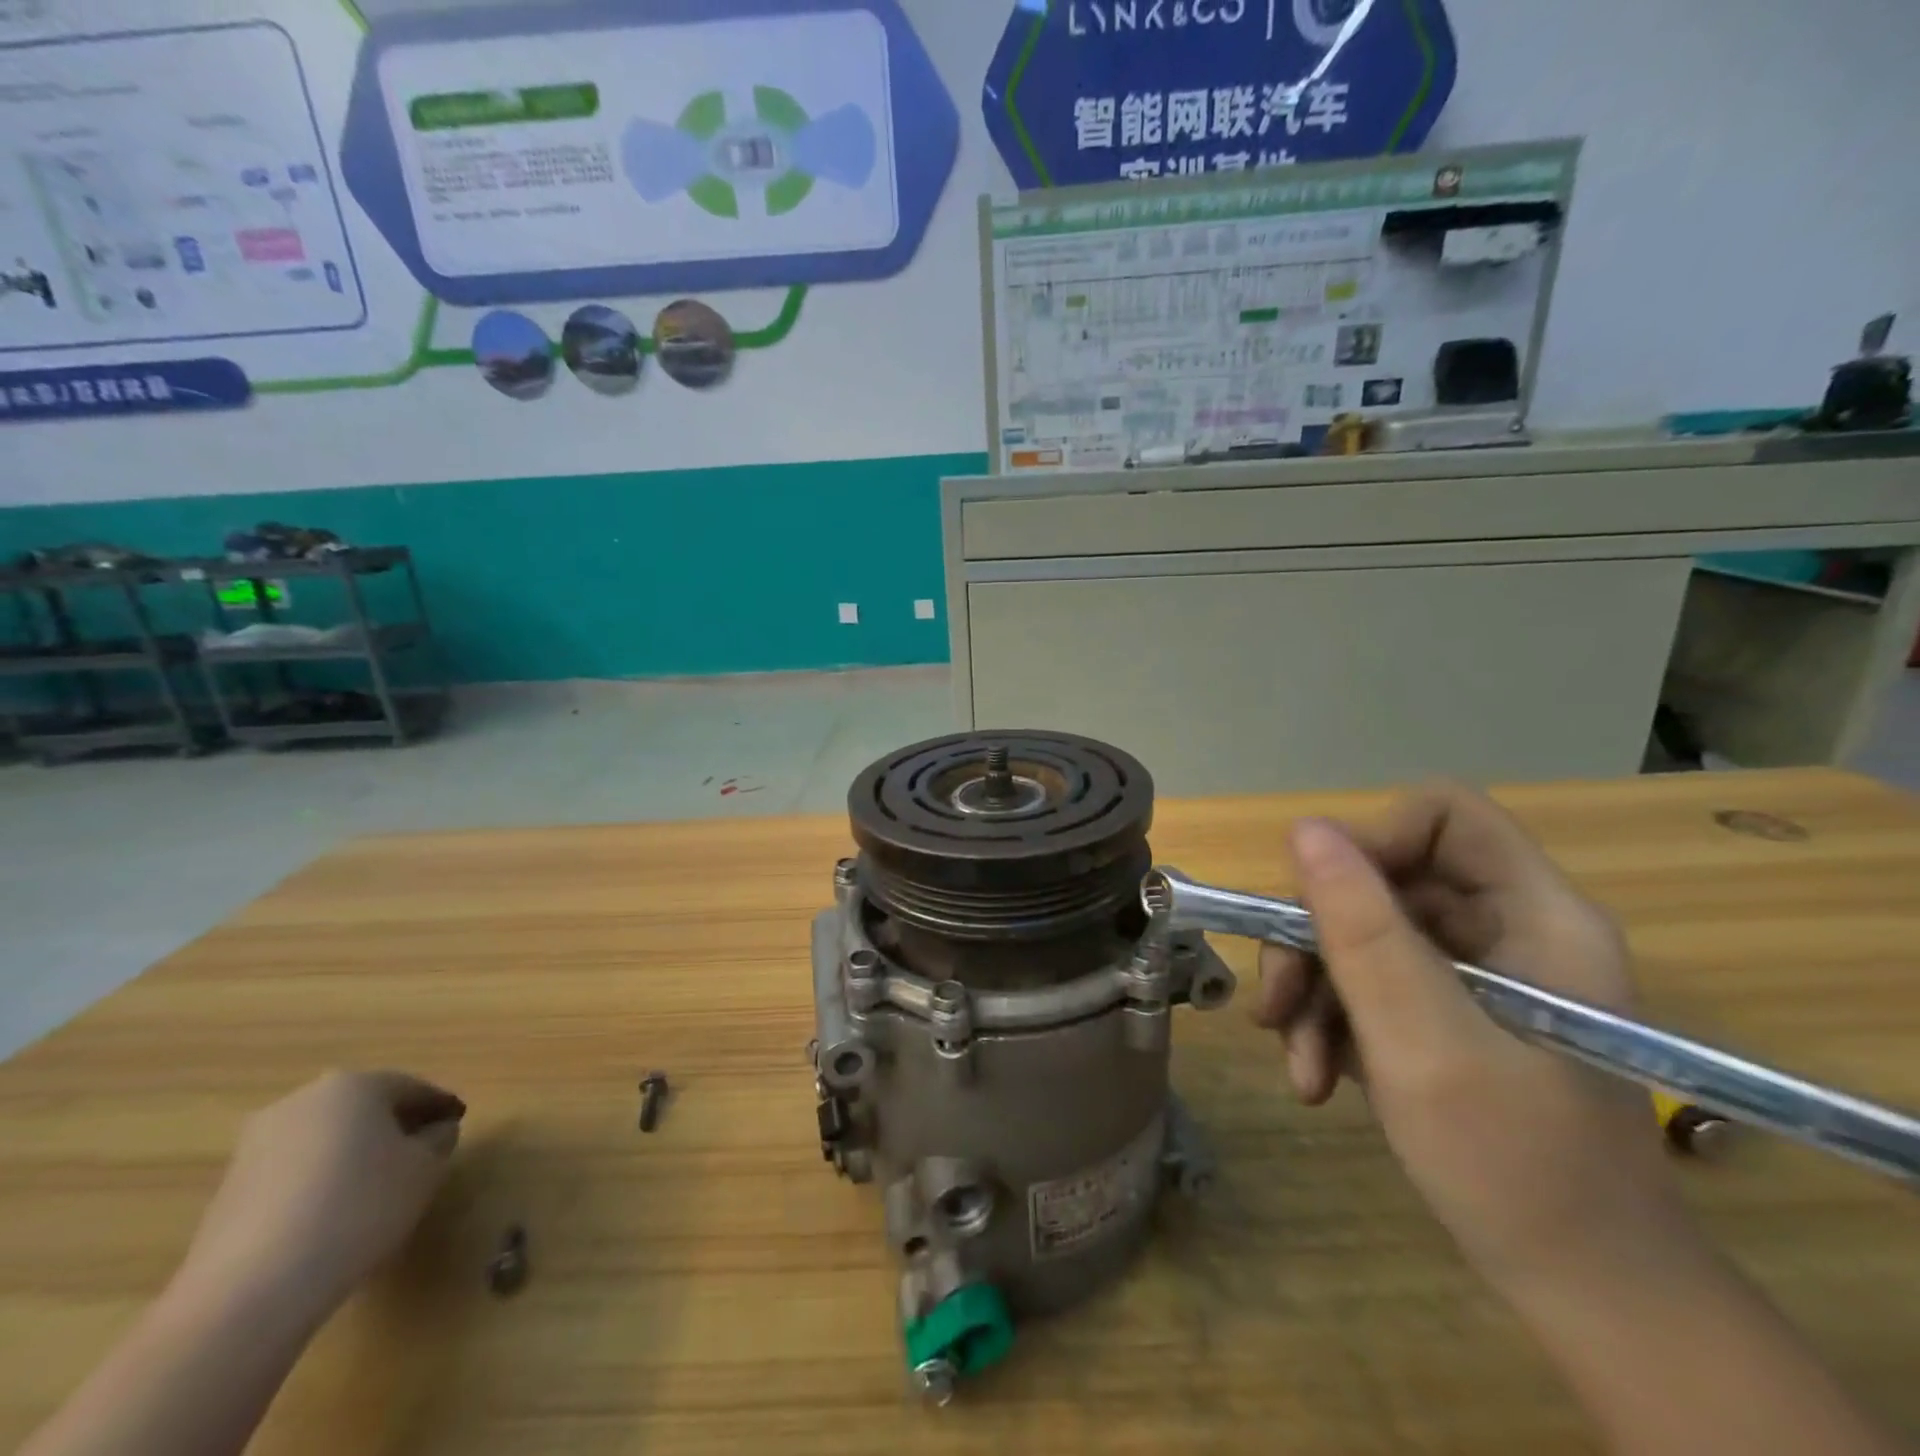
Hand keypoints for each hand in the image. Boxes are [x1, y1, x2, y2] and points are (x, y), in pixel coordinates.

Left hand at [173, 1071, 464, 1325]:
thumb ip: (439, 1139)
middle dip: (394, 1126)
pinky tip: (335, 1213)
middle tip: (421, 1152)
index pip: (413, 1089)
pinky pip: (295, 1171)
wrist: (250, 1292)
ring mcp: (256, 1146)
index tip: (458, 1124)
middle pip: (364, 1108)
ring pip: (327, 1139)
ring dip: (355, 1154)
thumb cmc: (358, 1208)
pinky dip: (321, 1181)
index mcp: (354, 1085)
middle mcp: (302, 1101)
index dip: (440, 1107)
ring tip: (378, 1188)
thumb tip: (435, 1131)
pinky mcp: (228, 1191)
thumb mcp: (426, 1169)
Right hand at [1251, 786, 1691, 1295]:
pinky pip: (1367, 982)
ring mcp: (1475, 974)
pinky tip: (1316, 1077)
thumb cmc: (1519, 1168)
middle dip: (1317, 941)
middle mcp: (1506, 929)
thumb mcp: (1423, 1041)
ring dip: (1313, 993)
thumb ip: (1364, 930)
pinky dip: (1330, 1023)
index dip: (1370, 842)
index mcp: (1534, 915)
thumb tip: (1303, 828)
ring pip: (1362, 934)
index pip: (1442, 816)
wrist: (1585, 1296)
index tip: (1316, 906)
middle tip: (1276, 1005)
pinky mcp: (1446, 1012)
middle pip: (1383, 881)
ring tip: (1299, 1064)